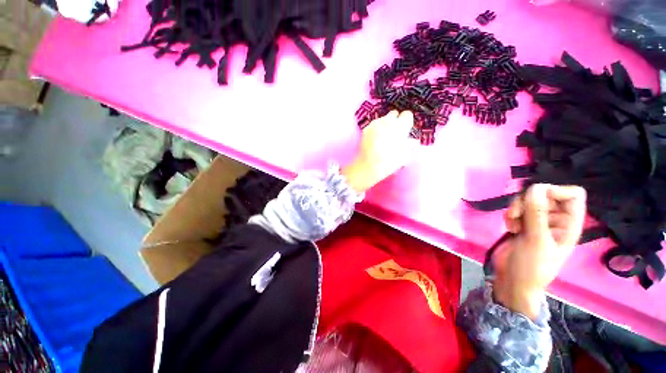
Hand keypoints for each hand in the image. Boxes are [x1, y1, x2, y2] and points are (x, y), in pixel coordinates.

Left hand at [342, 111, 415, 192]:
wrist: (370, 165)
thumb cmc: (391, 161)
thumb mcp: (406, 154)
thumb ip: (410, 144)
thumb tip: (411, 141)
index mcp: (401, 125)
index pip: (407, 115)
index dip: (407, 122)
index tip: (406, 129)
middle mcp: (388, 120)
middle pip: (394, 114)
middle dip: (395, 121)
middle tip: (394, 133)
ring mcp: (375, 124)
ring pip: (383, 119)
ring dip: (385, 125)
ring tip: (383, 138)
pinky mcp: (366, 129)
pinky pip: (373, 125)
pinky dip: (375, 129)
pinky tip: (374, 140)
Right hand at [493, 184, 586, 319]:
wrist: (513, 280)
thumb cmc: (532, 266)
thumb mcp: (536, 240)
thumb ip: (536, 213)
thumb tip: (535, 186)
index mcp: (569, 224)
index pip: (572, 195)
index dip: (556, 191)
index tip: (536, 198)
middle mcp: (555, 219)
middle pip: (545, 194)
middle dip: (527, 202)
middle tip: (516, 214)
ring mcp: (537, 222)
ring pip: (527, 200)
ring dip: (516, 209)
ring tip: (512, 224)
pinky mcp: (522, 224)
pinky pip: (516, 209)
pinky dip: (510, 215)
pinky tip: (509, 227)